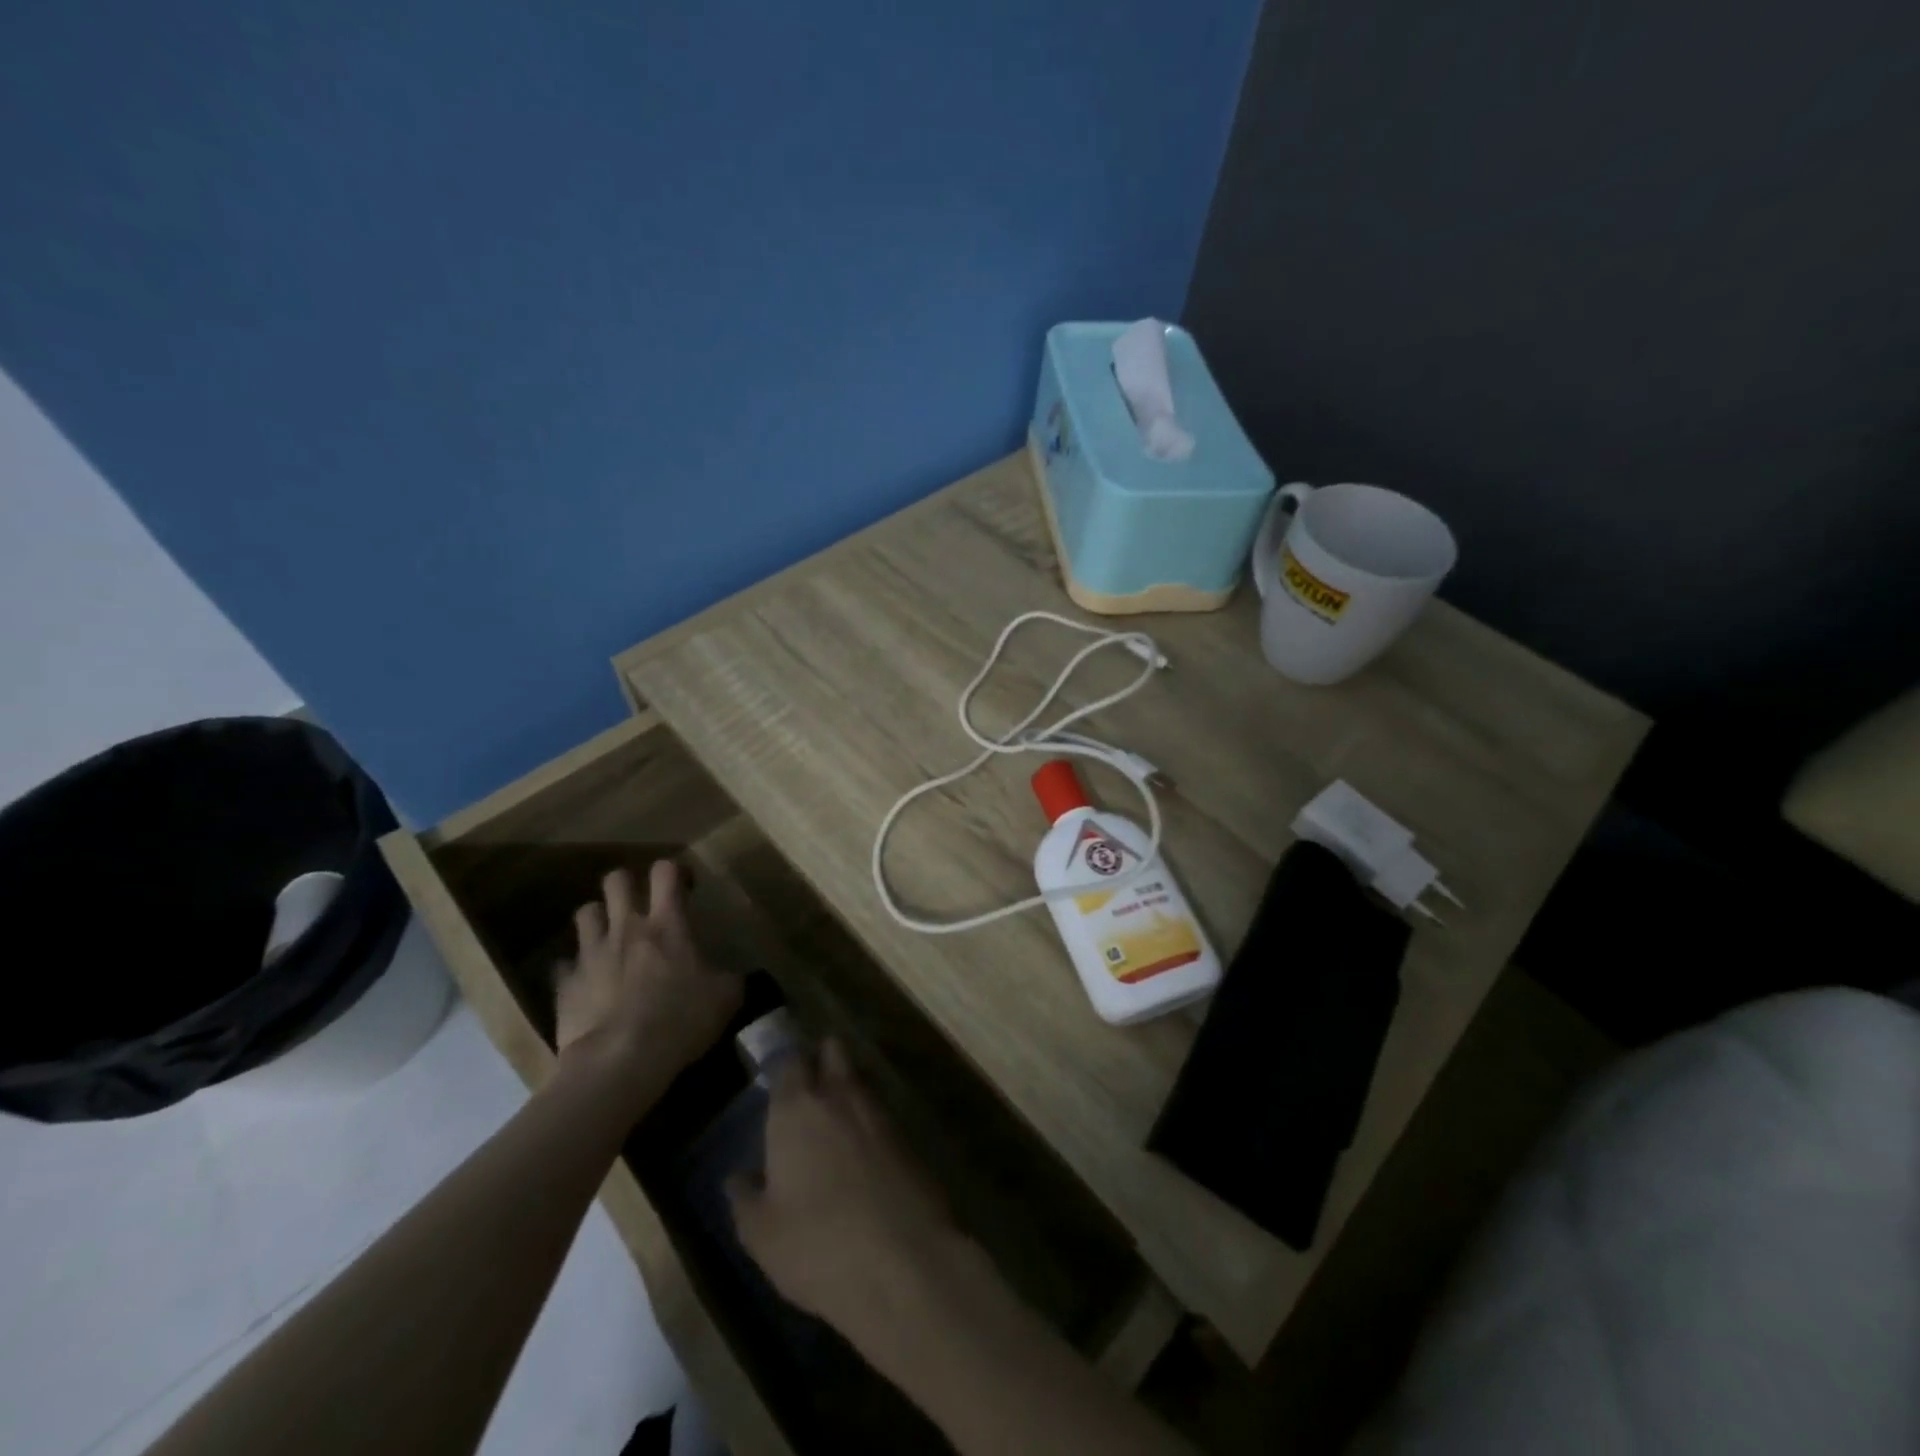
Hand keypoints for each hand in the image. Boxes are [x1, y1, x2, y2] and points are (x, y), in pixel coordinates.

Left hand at [555, 862, 741, 1084]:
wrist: (619, 1062)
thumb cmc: (680, 1020)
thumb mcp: (726, 998)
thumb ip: (728, 977)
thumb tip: (731, 975)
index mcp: (667, 924)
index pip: (666, 871)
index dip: (674, 872)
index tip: (684, 888)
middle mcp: (626, 927)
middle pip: (616, 880)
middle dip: (627, 885)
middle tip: (641, 906)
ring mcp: (591, 953)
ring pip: (585, 912)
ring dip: (598, 919)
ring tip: (609, 937)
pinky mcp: (565, 984)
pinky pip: (565, 964)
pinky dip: (576, 969)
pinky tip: (588, 984)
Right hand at [728, 1041, 963, 1347]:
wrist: (904, 1261)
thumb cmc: (818, 1244)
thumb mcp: (762, 1235)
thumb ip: (745, 1199)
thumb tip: (738, 1177)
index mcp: (797, 1109)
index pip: (788, 1060)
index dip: (783, 1066)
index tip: (775, 1079)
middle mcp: (839, 1095)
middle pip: (833, 1050)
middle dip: (822, 1058)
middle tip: (808, 1089)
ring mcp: (880, 1110)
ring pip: (860, 1078)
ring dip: (848, 1089)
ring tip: (834, 1123)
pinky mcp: (910, 1133)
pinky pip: (883, 1111)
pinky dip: (871, 1121)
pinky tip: (864, 1154)